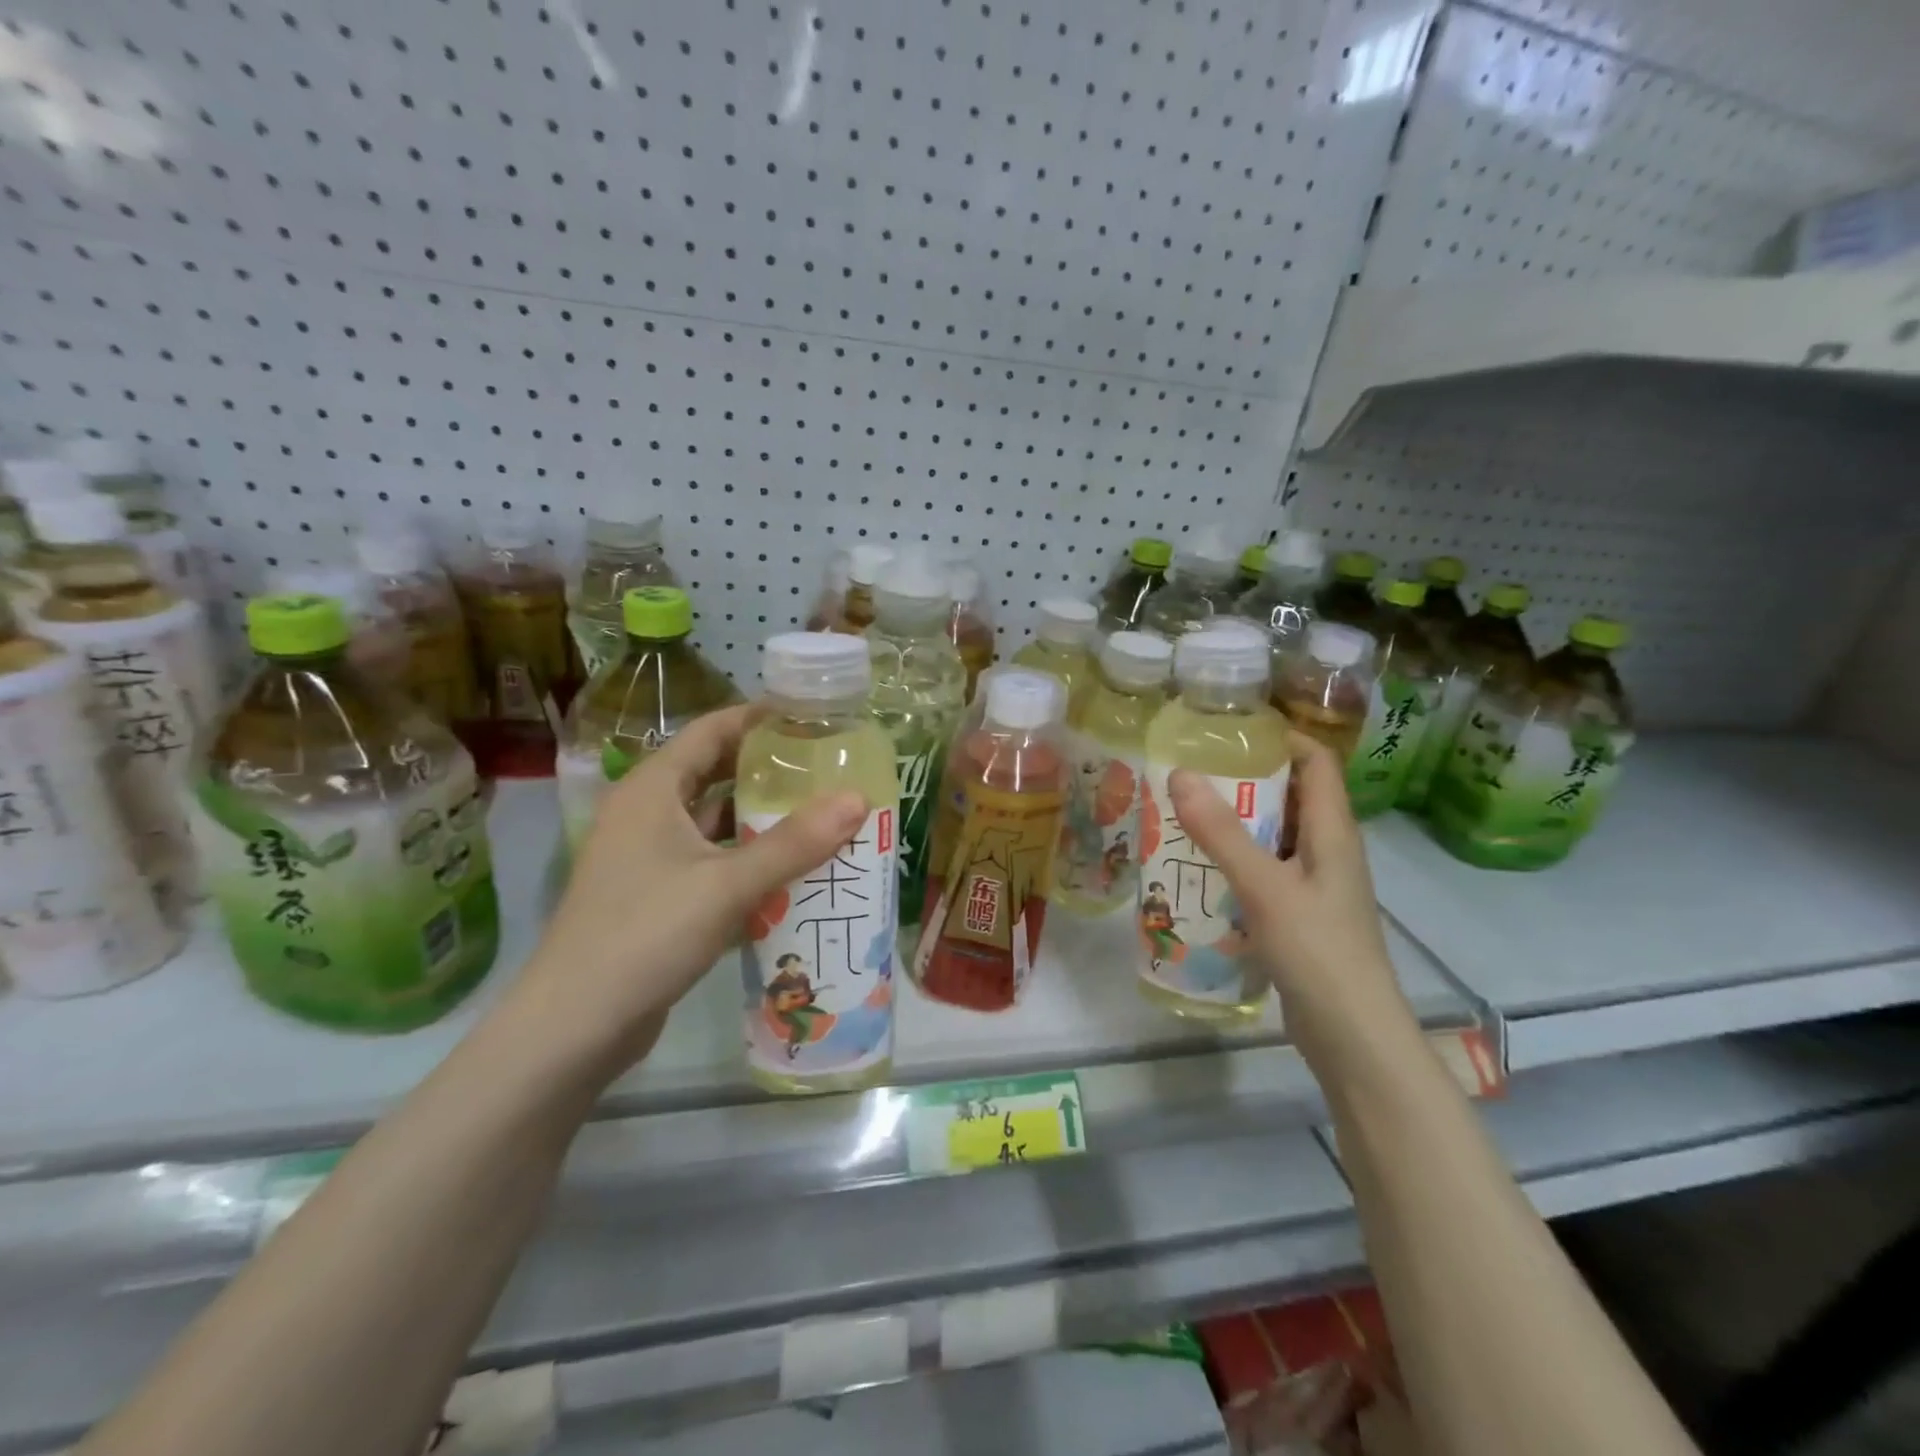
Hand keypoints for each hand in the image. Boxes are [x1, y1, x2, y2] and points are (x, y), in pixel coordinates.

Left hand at [504, 704, 869, 1088]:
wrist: (575, 1026)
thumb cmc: (645, 934)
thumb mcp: (726, 884)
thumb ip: (794, 843)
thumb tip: (858, 799)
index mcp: (653, 790)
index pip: (713, 730)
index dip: (761, 719)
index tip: (815, 718)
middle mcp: (648, 813)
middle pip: (716, 773)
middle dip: (770, 770)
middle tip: (828, 768)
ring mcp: (650, 857)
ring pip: (716, 822)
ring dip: (763, 818)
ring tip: (823, 814)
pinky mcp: (658, 895)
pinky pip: (713, 861)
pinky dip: (749, 859)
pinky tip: (792, 871)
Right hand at [1168, 734, 1417, 1066]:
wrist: (1353, 1037)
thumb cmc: (1318, 952)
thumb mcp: (1265, 887)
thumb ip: (1222, 833)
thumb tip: (1180, 774)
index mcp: (1332, 832)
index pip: (1316, 762)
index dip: (1281, 738)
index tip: (1229, 730)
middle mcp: (1327, 850)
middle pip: (1291, 795)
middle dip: (1245, 778)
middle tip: (1190, 770)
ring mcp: (1314, 885)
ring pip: (1274, 835)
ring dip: (1235, 821)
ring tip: (1183, 812)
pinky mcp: (1299, 915)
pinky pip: (1265, 870)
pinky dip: (1235, 860)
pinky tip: (1198, 868)